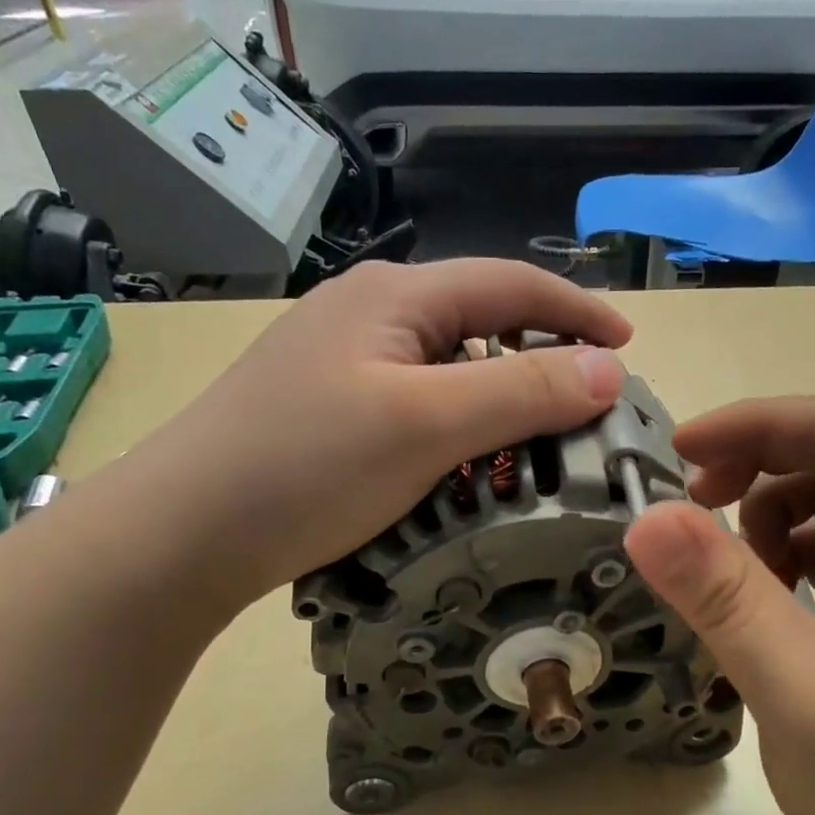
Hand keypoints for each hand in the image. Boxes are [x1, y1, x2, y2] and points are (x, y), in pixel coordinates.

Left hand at [105, 260, 630, 610]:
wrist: (186, 530)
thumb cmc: (309, 467)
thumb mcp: (428, 426)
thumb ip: (522, 393)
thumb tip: (608, 370)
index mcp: (396, 297)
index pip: (510, 285)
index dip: (575, 312)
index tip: (628, 345)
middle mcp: (370, 313)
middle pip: (480, 322)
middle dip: (542, 357)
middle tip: (587, 407)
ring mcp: (343, 361)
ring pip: (448, 367)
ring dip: (499, 397)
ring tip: (537, 442)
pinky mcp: (328, 407)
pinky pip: (417, 402)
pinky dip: (458, 425)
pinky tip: (465, 461)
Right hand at [623, 395, 814, 814]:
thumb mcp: (804, 698)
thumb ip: (726, 601)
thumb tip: (648, 517)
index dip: (759, 425)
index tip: (676, 455)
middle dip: (756, 469)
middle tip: (685, 514)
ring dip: (764, 520)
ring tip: (727, 582)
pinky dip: (781, 560)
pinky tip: (761, 607)